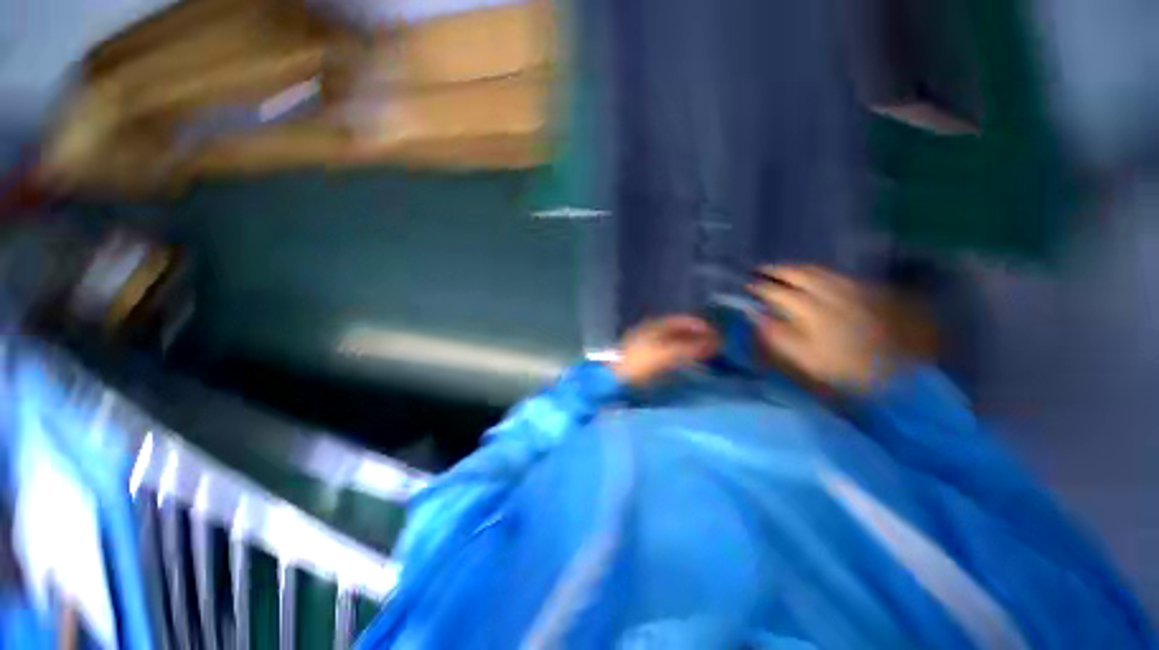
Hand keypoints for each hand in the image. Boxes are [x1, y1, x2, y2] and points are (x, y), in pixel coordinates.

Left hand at [612, 315, 719, 386]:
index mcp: (654, 325)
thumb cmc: (641, 363)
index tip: (715, 333)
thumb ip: (691, 347)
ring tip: (703, 353)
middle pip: (677, 329)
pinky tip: (685, 361)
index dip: (699, 325)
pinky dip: (679, 352)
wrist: (615, 380)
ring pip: (672, 340)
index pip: (681, 320)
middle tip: (713, 344)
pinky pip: (666, 350)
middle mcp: (650, 330)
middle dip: (695, 335)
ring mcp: (645, 343)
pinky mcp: (643, 357)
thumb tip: (714, 342)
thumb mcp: (668, 354)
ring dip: (688, 344)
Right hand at [749, 265, 891, 392]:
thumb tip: (755, 315)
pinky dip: (816, 271)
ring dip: (794, 268)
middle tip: (759, 270)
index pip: (776, 292)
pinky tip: (812, 275)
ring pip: (816, 270)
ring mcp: (849, 288)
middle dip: (775, 270)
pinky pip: (833, 273)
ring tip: (781, 269)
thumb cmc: (845, 367)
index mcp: (810, 309)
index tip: (746, 287)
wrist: (901, 368)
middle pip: (797, 273)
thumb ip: (777, 334)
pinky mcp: (865, 289)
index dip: (759, 288)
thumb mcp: (805, 357)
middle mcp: (828, 291)